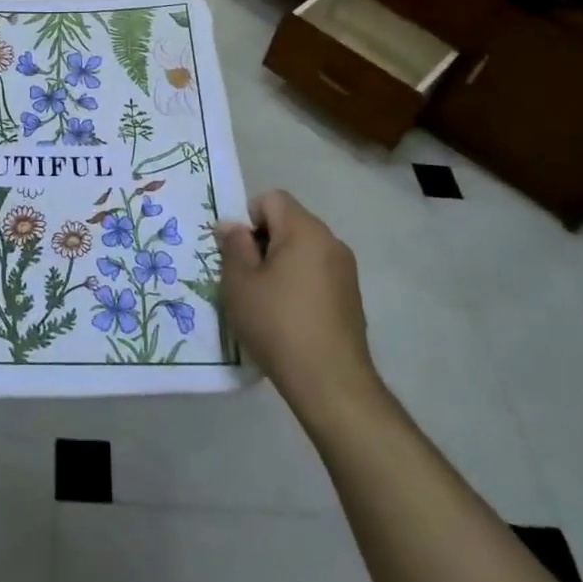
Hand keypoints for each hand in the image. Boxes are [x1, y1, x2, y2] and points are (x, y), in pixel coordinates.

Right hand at [219, 190, 381, 420]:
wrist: (330, 382)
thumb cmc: (277, 323)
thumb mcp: (240, 282)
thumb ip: (233, 245)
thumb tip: (232, 224)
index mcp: (305, 230)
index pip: (272, 199)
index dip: (248, 217)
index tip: (237, 252)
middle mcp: (331, 242)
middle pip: (288, 222)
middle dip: (262, 241)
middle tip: (243, 277)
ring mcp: (345, 271)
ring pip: (302, 250)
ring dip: (279, 264)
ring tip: (263, 300)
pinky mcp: (351, 297)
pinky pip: (316, 273)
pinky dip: (297, 283)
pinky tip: (286, 317)